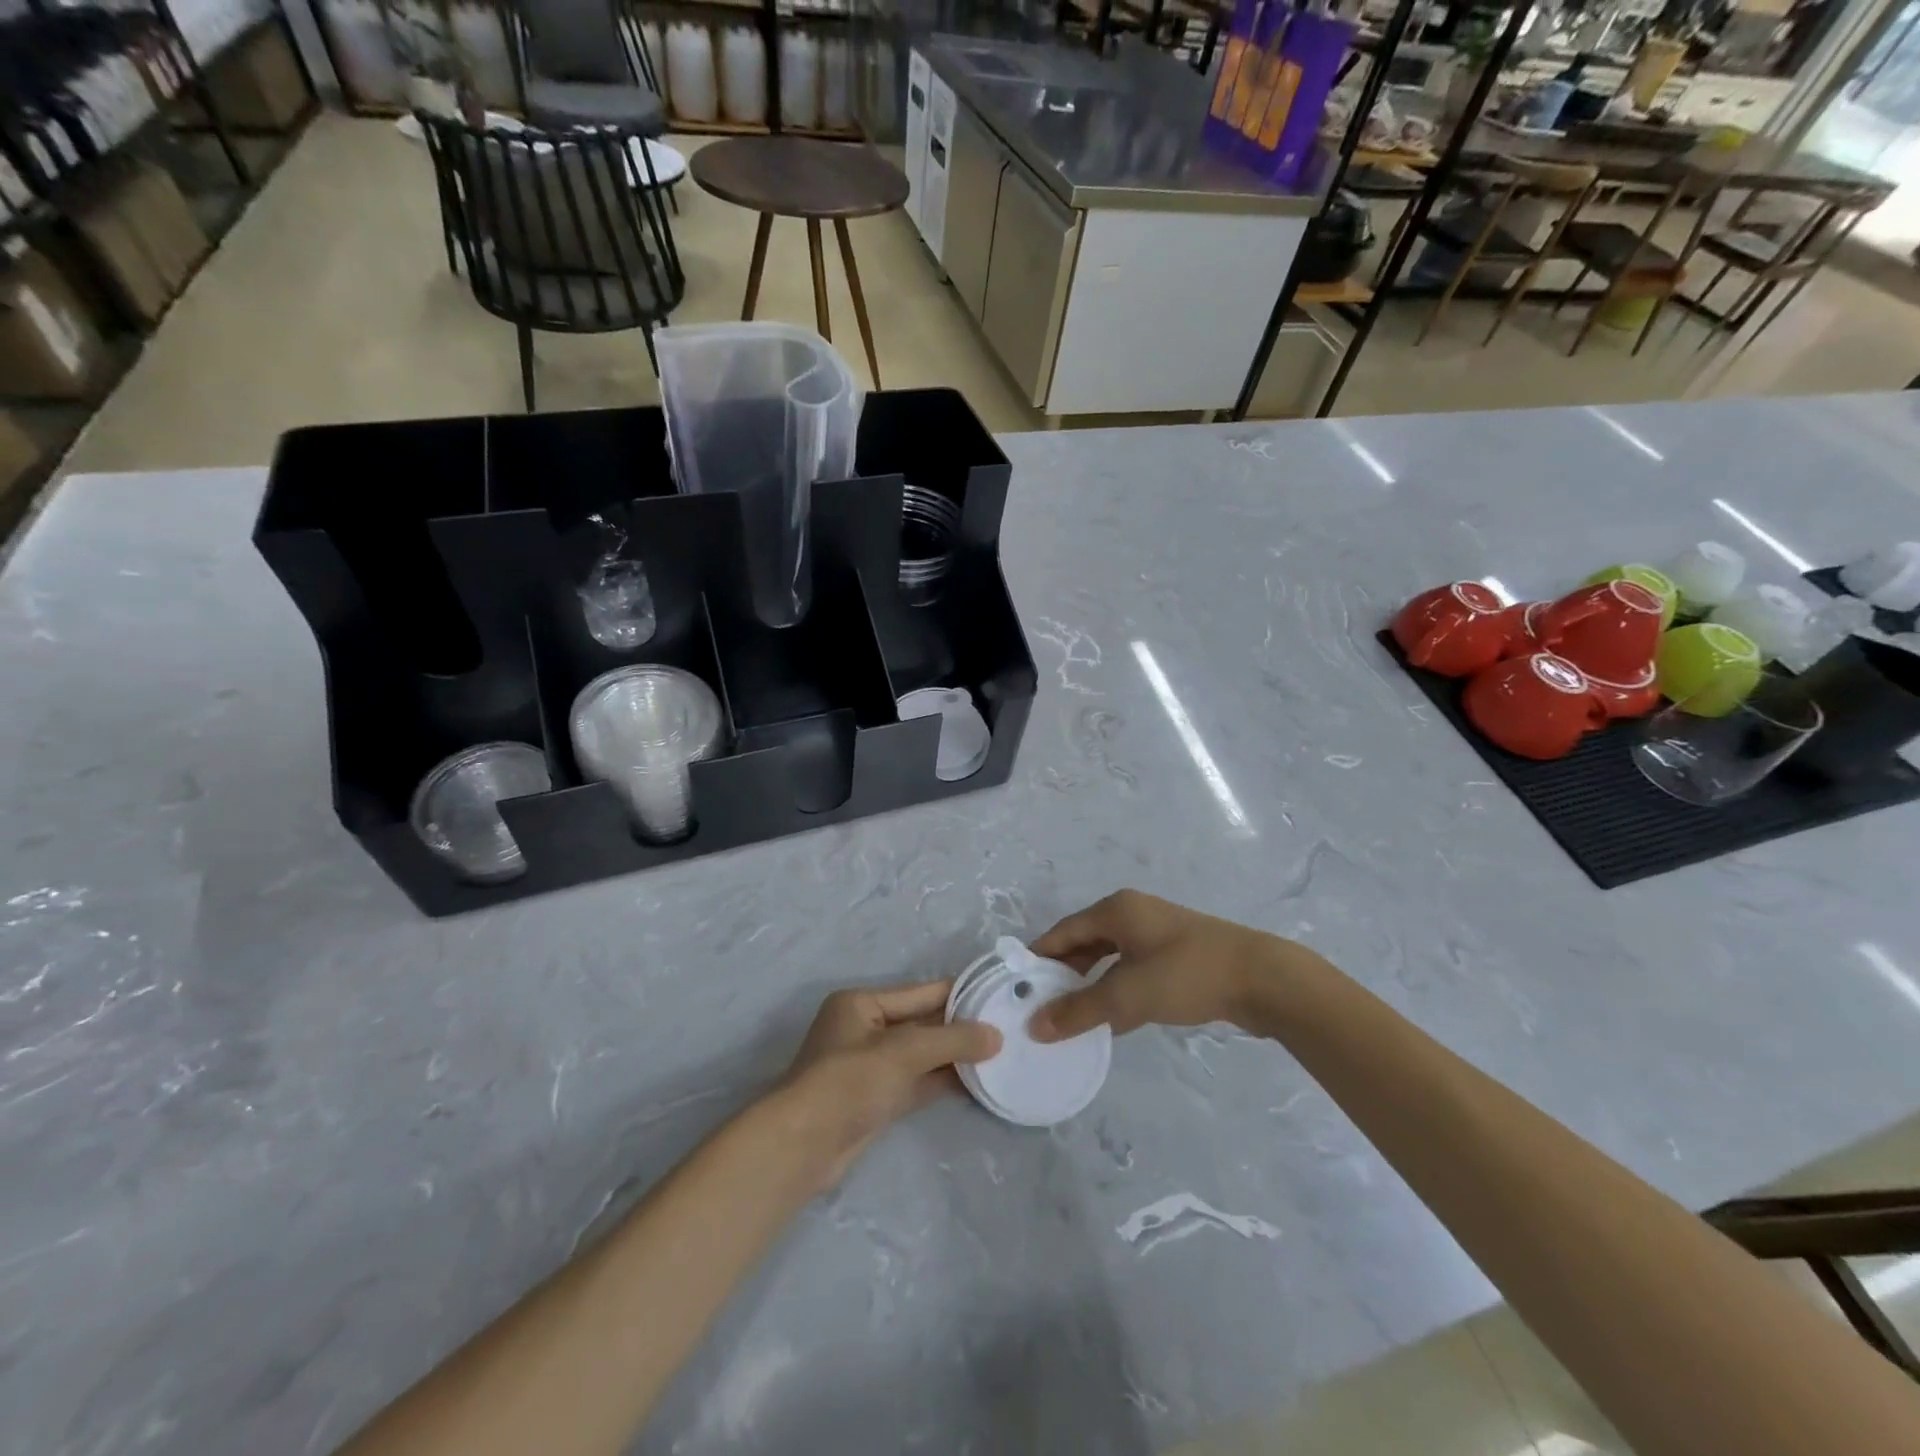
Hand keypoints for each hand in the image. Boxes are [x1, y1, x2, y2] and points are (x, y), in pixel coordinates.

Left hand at [780, 980, 1000, 1189]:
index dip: (959, 994)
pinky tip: (976, 1082)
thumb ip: (952, 1040)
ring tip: (1000, 1054)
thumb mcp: (904, 1052)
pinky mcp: (876, 1099)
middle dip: (960, 1027)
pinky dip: (943, 1081)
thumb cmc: (850, 1081)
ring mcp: (871, 1066)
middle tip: (1006, 1027)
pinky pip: (917, 1082)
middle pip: (922, 1023)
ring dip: (955, 1057)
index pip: (920, 992)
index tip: (997, 994)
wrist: (803, 1146)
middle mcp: (865, 1029)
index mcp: (862, 1003)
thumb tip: (996, 1036)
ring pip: (922, 1055)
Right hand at [1027, 890, 1285, 1041]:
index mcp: (1115, 910)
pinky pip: (1132, 970)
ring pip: (1109, 958)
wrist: (1261, 978)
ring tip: (1068, 1015)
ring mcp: (1156, 934)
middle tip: (1039, 1005)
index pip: (1062, 931)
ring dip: (1090, 985)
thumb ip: (1079, 1010)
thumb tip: (1035, 1026)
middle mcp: (1132, 914)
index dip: (1038, 957)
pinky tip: (1110, 1020)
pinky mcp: (1176, 956)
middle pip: (1084, 942)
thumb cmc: (1186, 974)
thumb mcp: (1127, 994)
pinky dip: (1117, 991)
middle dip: (1062, 973)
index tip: (1016, 986)